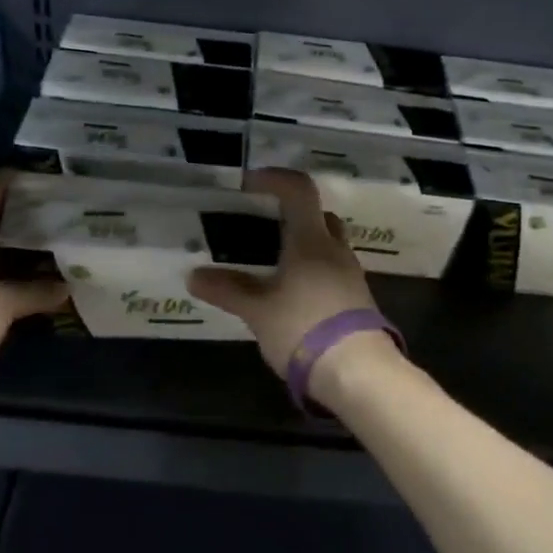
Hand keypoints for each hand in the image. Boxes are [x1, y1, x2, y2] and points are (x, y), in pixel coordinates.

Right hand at [188, 169, 377, 377]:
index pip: (299, 190)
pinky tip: (295, 295)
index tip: (251, 184)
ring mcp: (351, 275)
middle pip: (319, 216)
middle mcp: (335, 249)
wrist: (359, 372)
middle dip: (294, 214)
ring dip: (305, 245)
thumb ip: (227, 290)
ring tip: (275, 265)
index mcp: (311, 240)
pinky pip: (334, 271)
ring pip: (329, 245)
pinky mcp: (358, 300)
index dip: (275, 179)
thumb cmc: (303, 328)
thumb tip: (194, 275)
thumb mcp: (257, 311)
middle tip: (265, 226)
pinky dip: (314, 271)